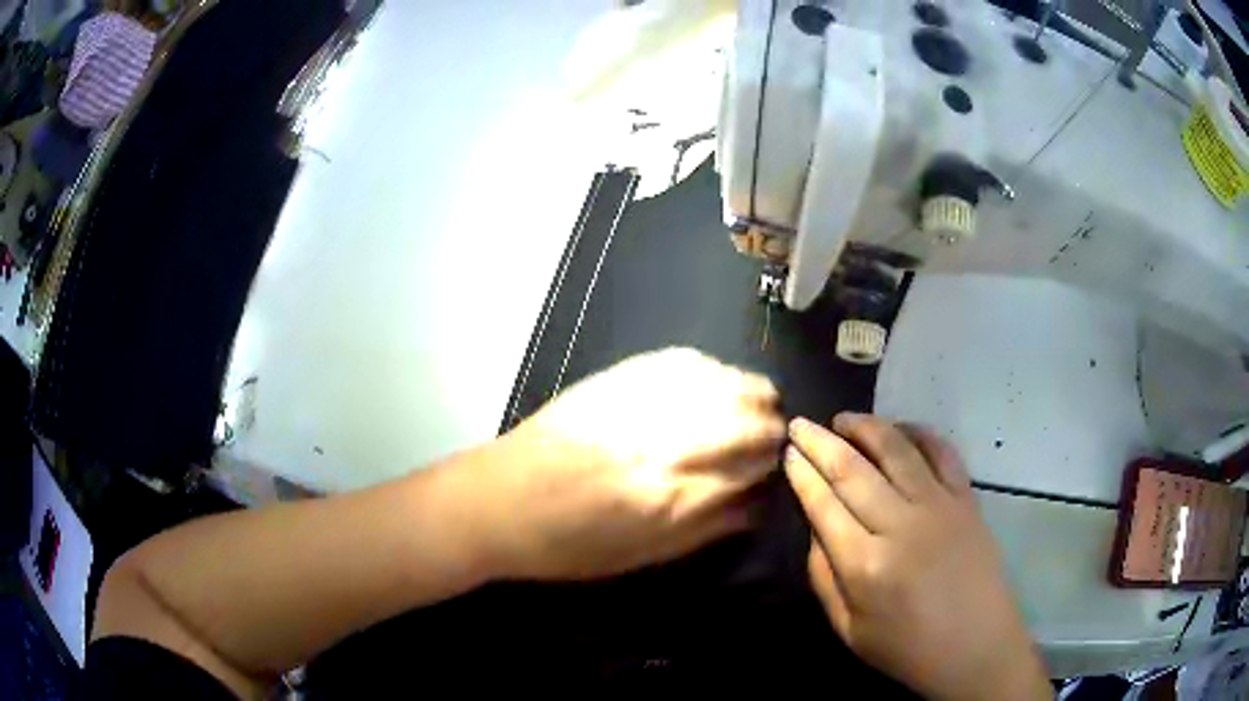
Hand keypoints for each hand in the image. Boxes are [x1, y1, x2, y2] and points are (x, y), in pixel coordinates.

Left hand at [482, 348, 784, 579]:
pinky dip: (716, 374)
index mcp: (675, 498)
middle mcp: (669, 442)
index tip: (779, 470)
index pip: (758, 469)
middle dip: (774, 430)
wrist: (501, 500)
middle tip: (771, 440)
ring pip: (731, 384)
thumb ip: (712, 526)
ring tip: (754, 409)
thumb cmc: (570, 545)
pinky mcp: (623, 375)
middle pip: (754, 421)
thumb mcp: (646, 555)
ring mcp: (646, 400)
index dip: (776, 468)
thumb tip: (761, 501)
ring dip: (753, 396)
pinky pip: (692, 362)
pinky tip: (715, 385)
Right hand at [784, 414, 1050, 700]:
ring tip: (844, 419)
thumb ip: (823, 577)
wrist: (975, 646)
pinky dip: (919, 432)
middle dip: (820, 441)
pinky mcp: (967, 499)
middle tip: (800, 424)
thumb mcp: (848, 628)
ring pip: (896, 449)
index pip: (823, 504)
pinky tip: (901, 428)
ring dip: (866, 426)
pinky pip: (942, 452)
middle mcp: (901, 525)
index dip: (802, 474)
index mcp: (865, 565)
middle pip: (853, 469)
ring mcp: (939, 506)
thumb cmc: (906, 646)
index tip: (787, 452)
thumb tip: (815, 527)